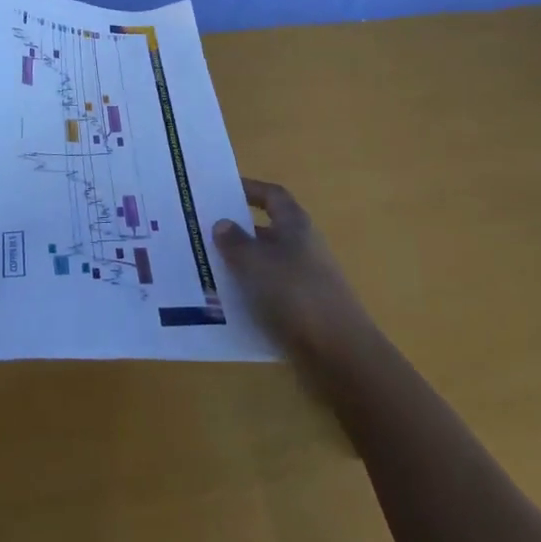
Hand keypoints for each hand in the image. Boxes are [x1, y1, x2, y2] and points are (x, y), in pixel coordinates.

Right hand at [215, 178, 378, 386]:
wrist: (339, 352)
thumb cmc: (295, 293)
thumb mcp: (256, 262)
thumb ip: (235, 241)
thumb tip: (222, 223)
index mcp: (295, 225)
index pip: (272, 196)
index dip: (249, 189)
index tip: (221, 190)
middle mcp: (301, 246)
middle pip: (266, 230)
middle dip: (237, 231)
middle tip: (201, 232)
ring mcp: (303, 279)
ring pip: (264, 264)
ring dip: (239, 265)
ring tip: (204, 269)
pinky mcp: (301, 310)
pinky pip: (268, 293)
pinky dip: (248, 294)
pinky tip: (224, 304)